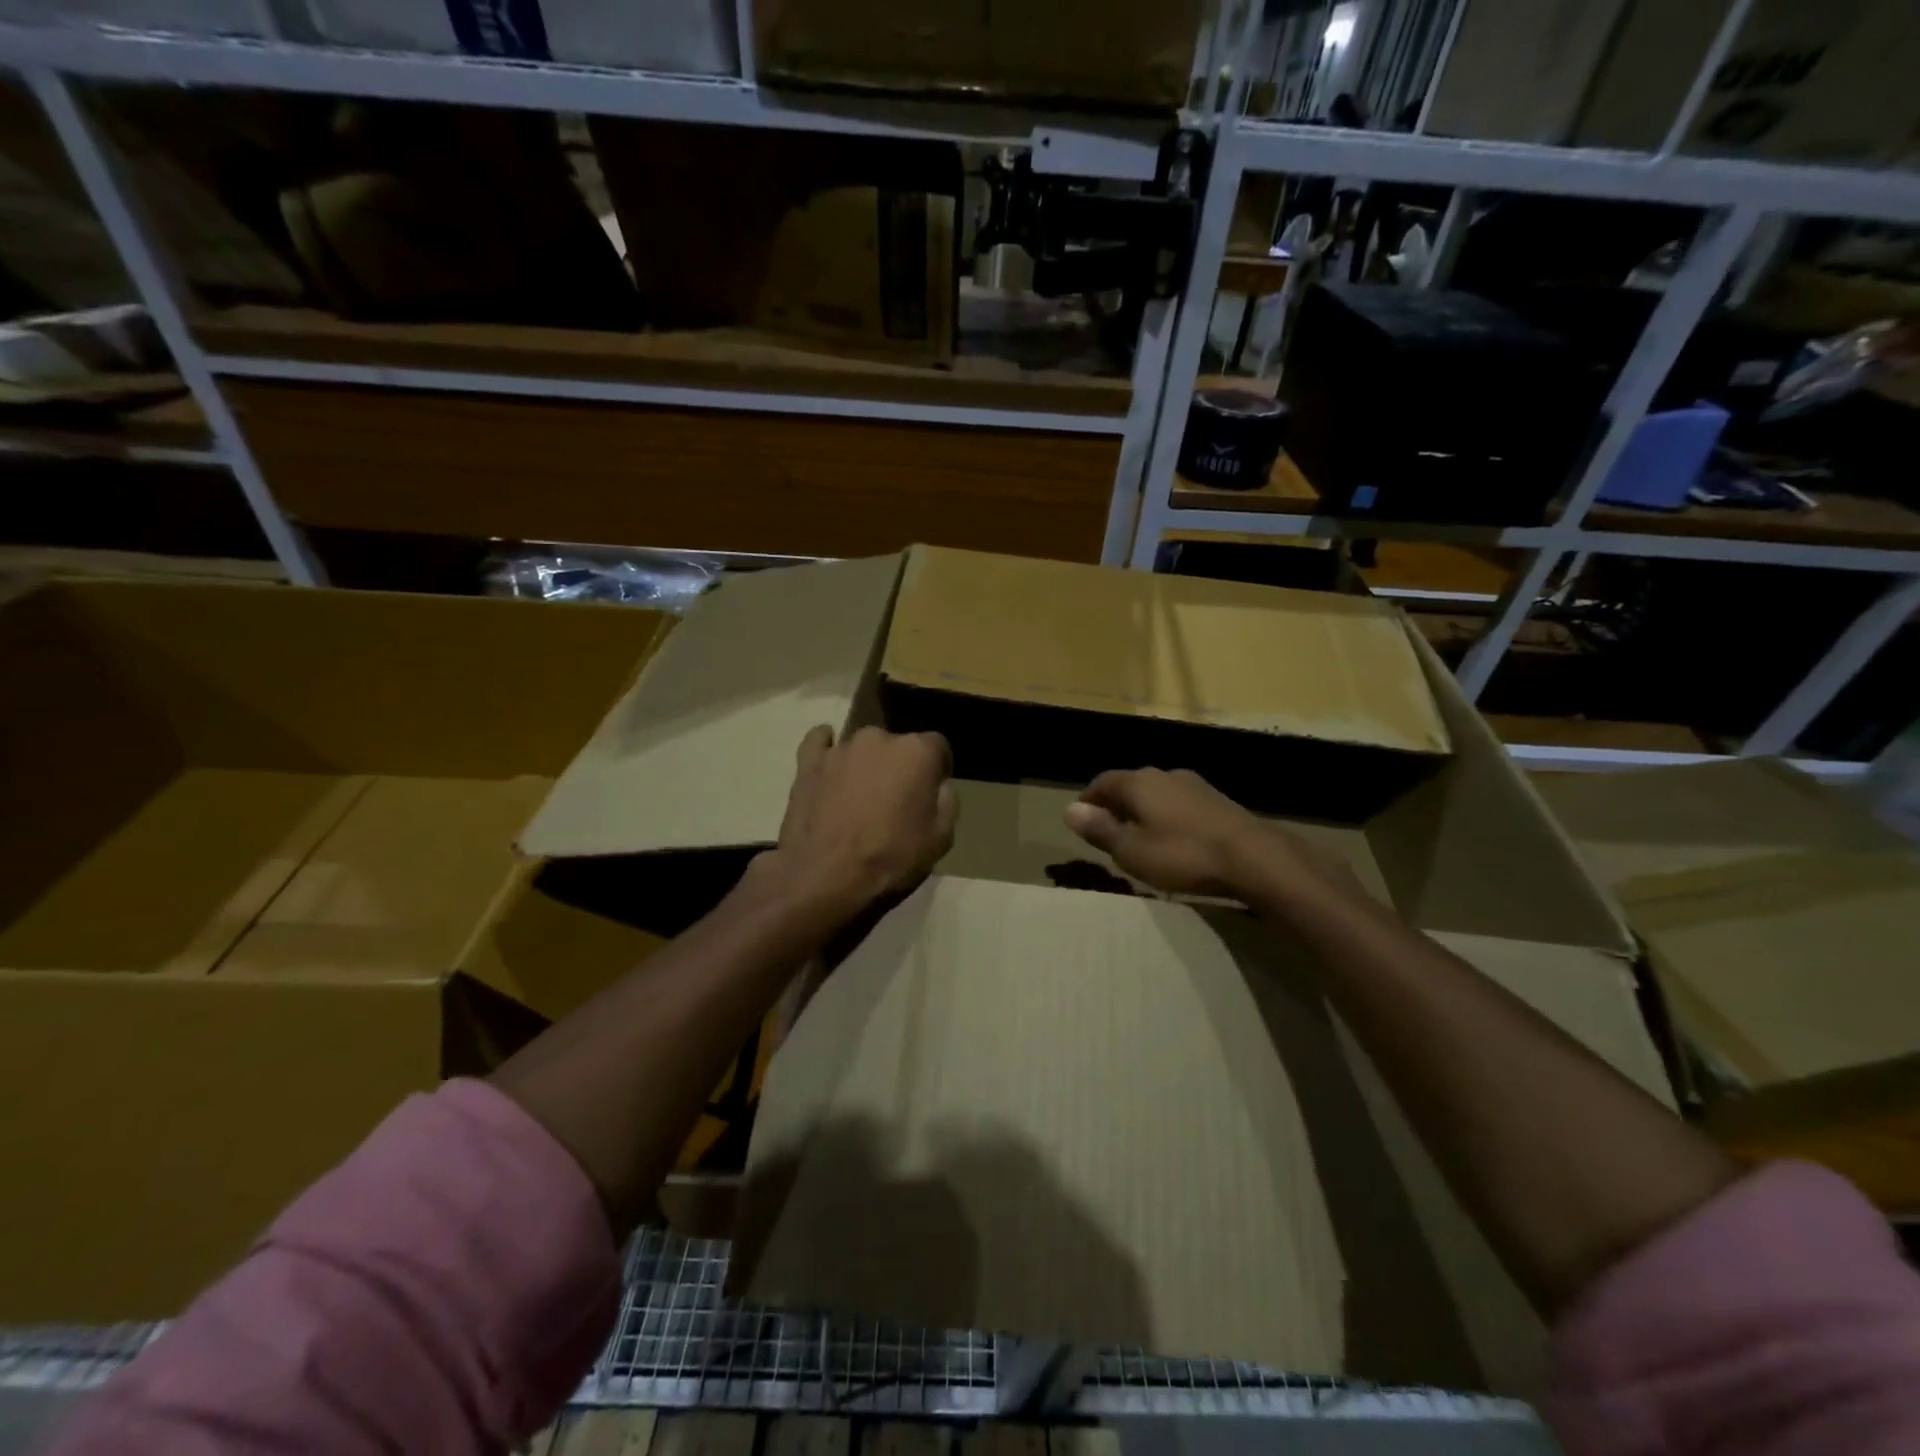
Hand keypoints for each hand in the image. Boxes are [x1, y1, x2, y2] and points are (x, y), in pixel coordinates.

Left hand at [762, 725, 957, 922]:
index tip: (932, 794)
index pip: (938, 747)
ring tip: (860, 798)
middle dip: (900, 767)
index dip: (938, 770)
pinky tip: (829, 764)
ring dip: (867, 765)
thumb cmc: (890, 858)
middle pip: (898, 746)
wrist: (824, 877)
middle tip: (895, 801)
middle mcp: (880, 738)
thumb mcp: (940, 840)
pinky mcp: (809, 762)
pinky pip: (819, 742)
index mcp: (917, 752)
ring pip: (863, 748)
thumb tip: (940, 787)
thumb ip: (947, 803)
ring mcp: (841, 748)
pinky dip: (826, 749)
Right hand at [1064, 767, 1360, 904]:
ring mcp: (1195, 785)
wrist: (1253, 857)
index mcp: (1138, 782)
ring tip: (1141, 836)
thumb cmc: (1182, 855)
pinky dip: (1168, 817)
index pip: (1102, 782)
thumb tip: (1069, 810)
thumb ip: (1100, 829)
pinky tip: (1174, 839)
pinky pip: (1180, 804)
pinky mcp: (1218, 801)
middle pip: (1130, 785)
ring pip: (1158, 793)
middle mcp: (1164, 775)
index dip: (1088, 799)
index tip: (1081, 818)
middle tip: (1108, 829)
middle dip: (1116, 804)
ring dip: (1144, 810)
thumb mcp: (1131, 851)